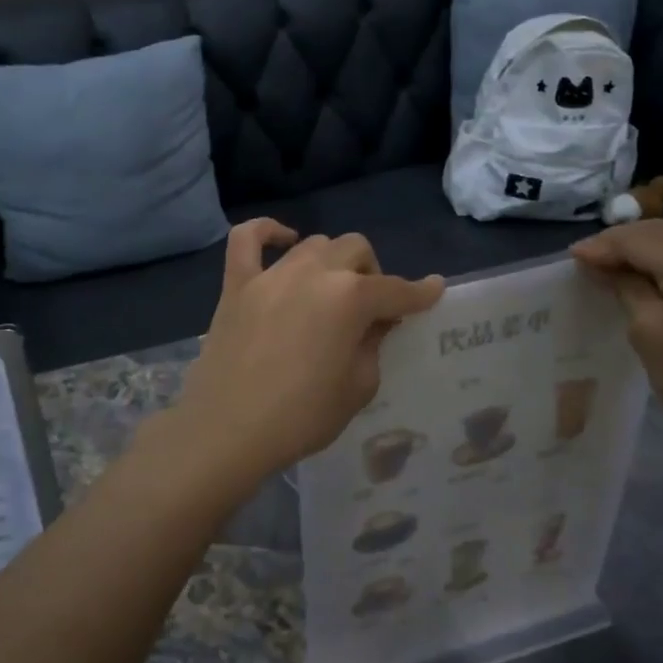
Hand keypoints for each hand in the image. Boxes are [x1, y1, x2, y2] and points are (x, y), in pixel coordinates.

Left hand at [173, 221, 444, 489]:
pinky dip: (268, 232)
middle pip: (356, 250)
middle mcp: (314, 273)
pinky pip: (248, 239)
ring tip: (331, 290)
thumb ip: (372, 347)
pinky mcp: (237, 284)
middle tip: (370, 309)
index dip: (419, 293)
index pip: (396, 290)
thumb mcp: (358, 388)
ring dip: (332, 261)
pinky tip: (284, 241)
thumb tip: (372, 325)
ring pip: (315, 244)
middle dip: (372, 274)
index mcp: (350, 298)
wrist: (228, 430)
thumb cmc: (301, 417)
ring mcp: (272, 274)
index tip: (433, 290)